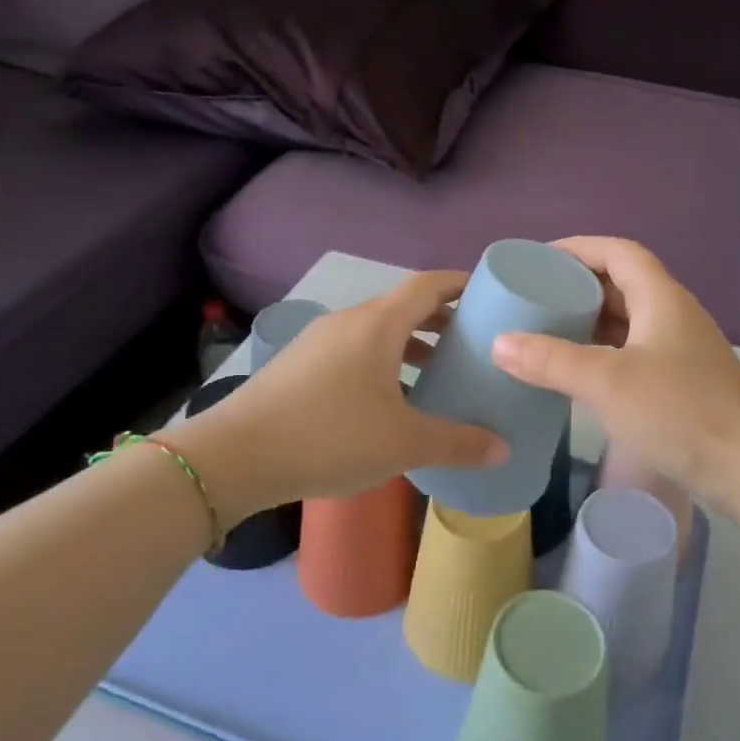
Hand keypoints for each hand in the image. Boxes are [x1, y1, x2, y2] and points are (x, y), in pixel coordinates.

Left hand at [167, 272, 508, 524]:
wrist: (235, 456)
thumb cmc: (330, 437)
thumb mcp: (404, 443)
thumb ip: (458, 443)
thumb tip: (504, 449)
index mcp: (378, 325)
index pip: (428, 285)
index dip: (460, 284)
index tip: (487, 294)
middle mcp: (348, 321)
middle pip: (402, 306)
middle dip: (439, 319)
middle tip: (471, 340)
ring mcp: (318, 341)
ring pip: (376, 330)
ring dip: (409, 344)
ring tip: (436, 371)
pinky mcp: (298, 364)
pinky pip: (353, 349)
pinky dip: (381, 360)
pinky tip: (386, 399)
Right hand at [490, 237, 739, 505]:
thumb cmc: (681, 412)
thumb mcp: (608, 383)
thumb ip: (552, 361)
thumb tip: (500, 342)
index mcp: (662, 298)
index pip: (618, 252)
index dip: (579, 248)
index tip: (539, 260)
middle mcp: (674, 315)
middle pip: (623, 284)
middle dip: (578, 285)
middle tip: (534, 298)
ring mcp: (681, 351)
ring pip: (629, 321)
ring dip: (590, 321)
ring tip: (547, 331)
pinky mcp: (683, 383)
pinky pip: (634, 352)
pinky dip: (603, 352)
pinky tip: (579, 374)